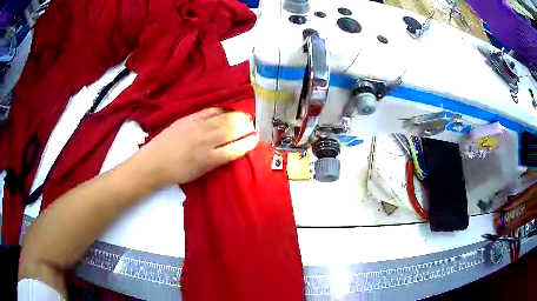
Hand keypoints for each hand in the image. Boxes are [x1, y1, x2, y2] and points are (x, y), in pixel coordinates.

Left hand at [134, 108, 257, 186]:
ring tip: (245, 117)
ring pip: (223, 118)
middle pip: (232, 129)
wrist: (153, 162)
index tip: (256, 139)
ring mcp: (196, 126)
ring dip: (237, 116)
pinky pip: (209, 111)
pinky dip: (221, 110)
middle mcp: (205, 140)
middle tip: (253, 126)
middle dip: (246, 127)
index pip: (235, 149)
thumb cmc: (177, 173)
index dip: (248, 143)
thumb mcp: (200, 172)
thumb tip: (233, 149)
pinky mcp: (188, 118)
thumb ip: (217, 160)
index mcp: (208, 158)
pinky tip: (227, 111)